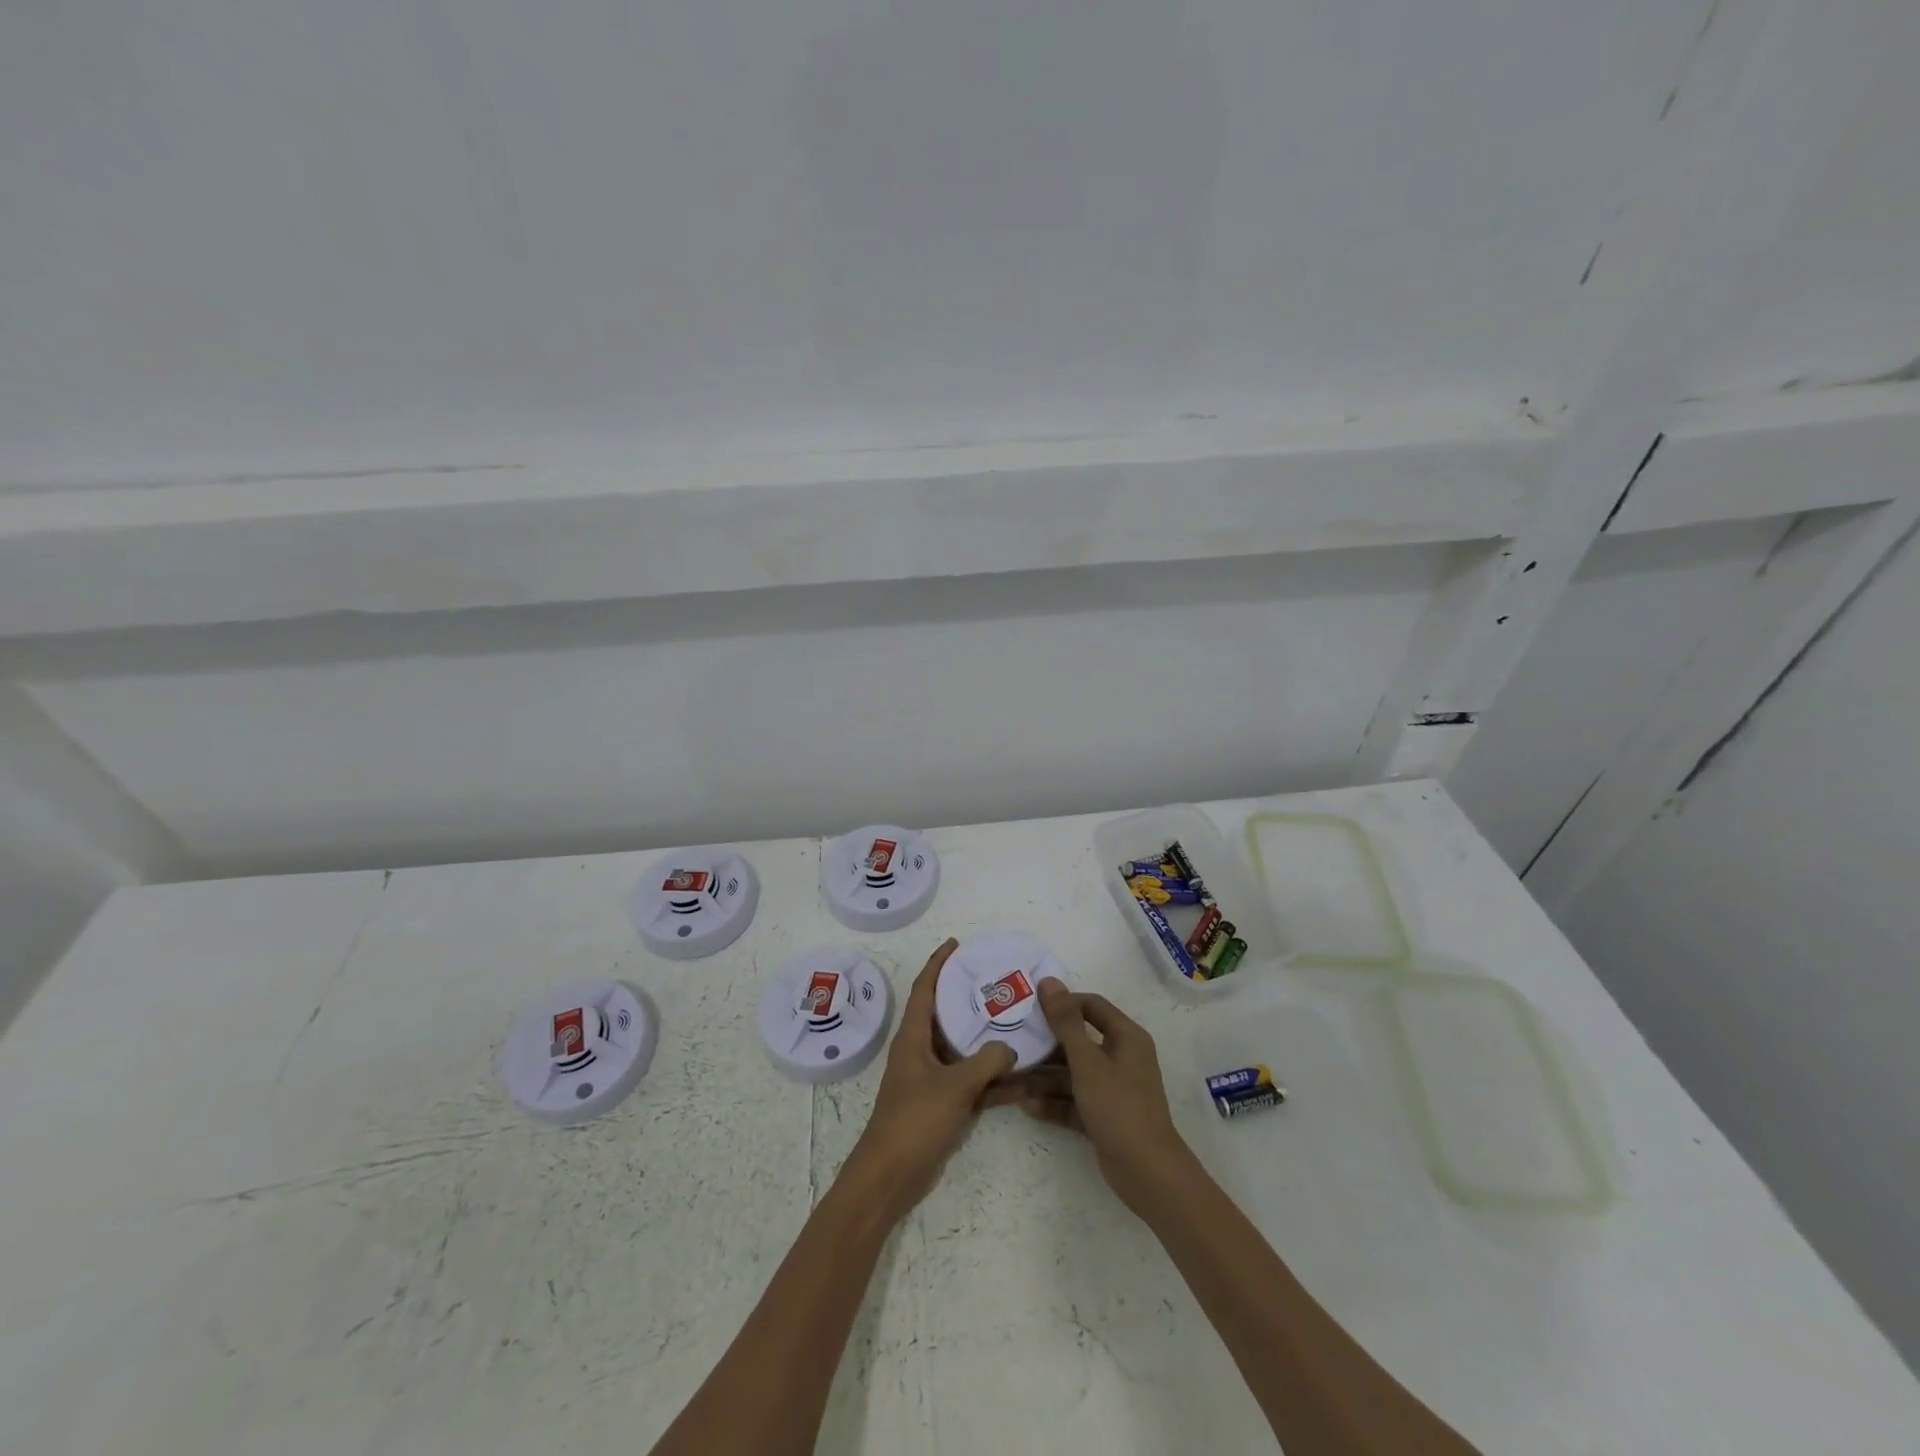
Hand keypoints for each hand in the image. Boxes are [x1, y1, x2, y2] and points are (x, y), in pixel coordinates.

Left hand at [842, 938, 1016, 1221]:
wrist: (891, 1176)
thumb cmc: (914, 1120)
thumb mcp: (955, 1086)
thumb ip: (987, 1062)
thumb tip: (1010, 1047)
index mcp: (913, 1037)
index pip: (924, 989)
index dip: (938, 964)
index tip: (956, 944)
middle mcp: (920, 1051)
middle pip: (944, 1015)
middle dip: (967, 998)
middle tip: (996, 982)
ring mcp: (931, 1079)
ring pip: (962, 1050)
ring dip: (986, 1040)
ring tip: (1017, 1022)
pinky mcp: (941, 1105)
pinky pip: (971, 1082)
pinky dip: (992, 1080)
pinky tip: (1023, 1078)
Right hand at [1009, 978, 1196, 1214]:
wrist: (1146, 1173)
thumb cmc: (1118, 1107)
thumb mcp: (1087, 1062)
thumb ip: (1066, 1022)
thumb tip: (1049, 981)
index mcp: (1126, 1037)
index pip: (1091, 1006)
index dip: (1062, 1004)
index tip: (1030, 1008)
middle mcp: (1121, 1057)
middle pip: (1079, 1041)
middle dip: (1046, 1044)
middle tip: (1014, 1042)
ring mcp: (1112, 1088)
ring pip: (1073, 1073)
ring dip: (1045, 1077)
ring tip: (1011, 1079)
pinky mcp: (1104, 1115)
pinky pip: (1074, 1100)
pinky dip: (1054, 1102)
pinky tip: (1026, 1105)